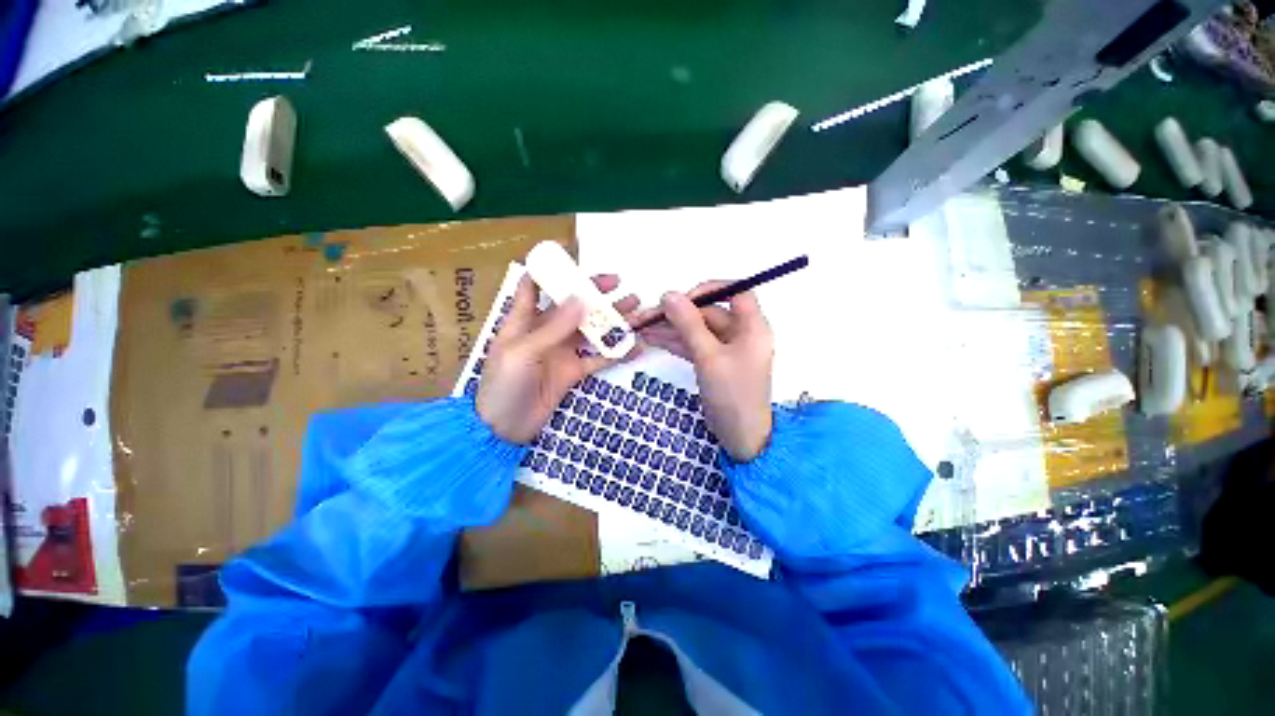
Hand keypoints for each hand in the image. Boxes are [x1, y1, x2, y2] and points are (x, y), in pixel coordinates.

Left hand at [477, 274, 638, 442]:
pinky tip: (634, 346)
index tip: (573, 256)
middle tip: (620, 284)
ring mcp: (562, 352)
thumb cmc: (503, 385)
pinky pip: (598, 358)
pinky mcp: (573, 371)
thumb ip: (553, 328)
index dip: (549, 269)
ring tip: (635, 309)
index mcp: (523, 320)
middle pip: (572, 305)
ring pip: (590, 330)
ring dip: (612, 320)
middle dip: (595, 293)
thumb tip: (580, 299)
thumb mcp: (523, 352)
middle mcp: (545, 332)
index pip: (534, 286)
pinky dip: (615, 353)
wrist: (503, 429)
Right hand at [637, 282, 773, 461]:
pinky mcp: (714, 363)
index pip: (736, 292)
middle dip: (678, 314)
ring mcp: (726, 349)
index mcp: (752, 326)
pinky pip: (694, 345)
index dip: (711, 289)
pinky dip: (675, 343)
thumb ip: (689, 324)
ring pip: (697, 330)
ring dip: (671, 329)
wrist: (740, 436)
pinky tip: (653, 339)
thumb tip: (669, 295)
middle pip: (708, 313)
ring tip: (642, 328)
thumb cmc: (732, 394)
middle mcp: (741, 333)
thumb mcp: (708, 357)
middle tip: (648, 316)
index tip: (684, 297)